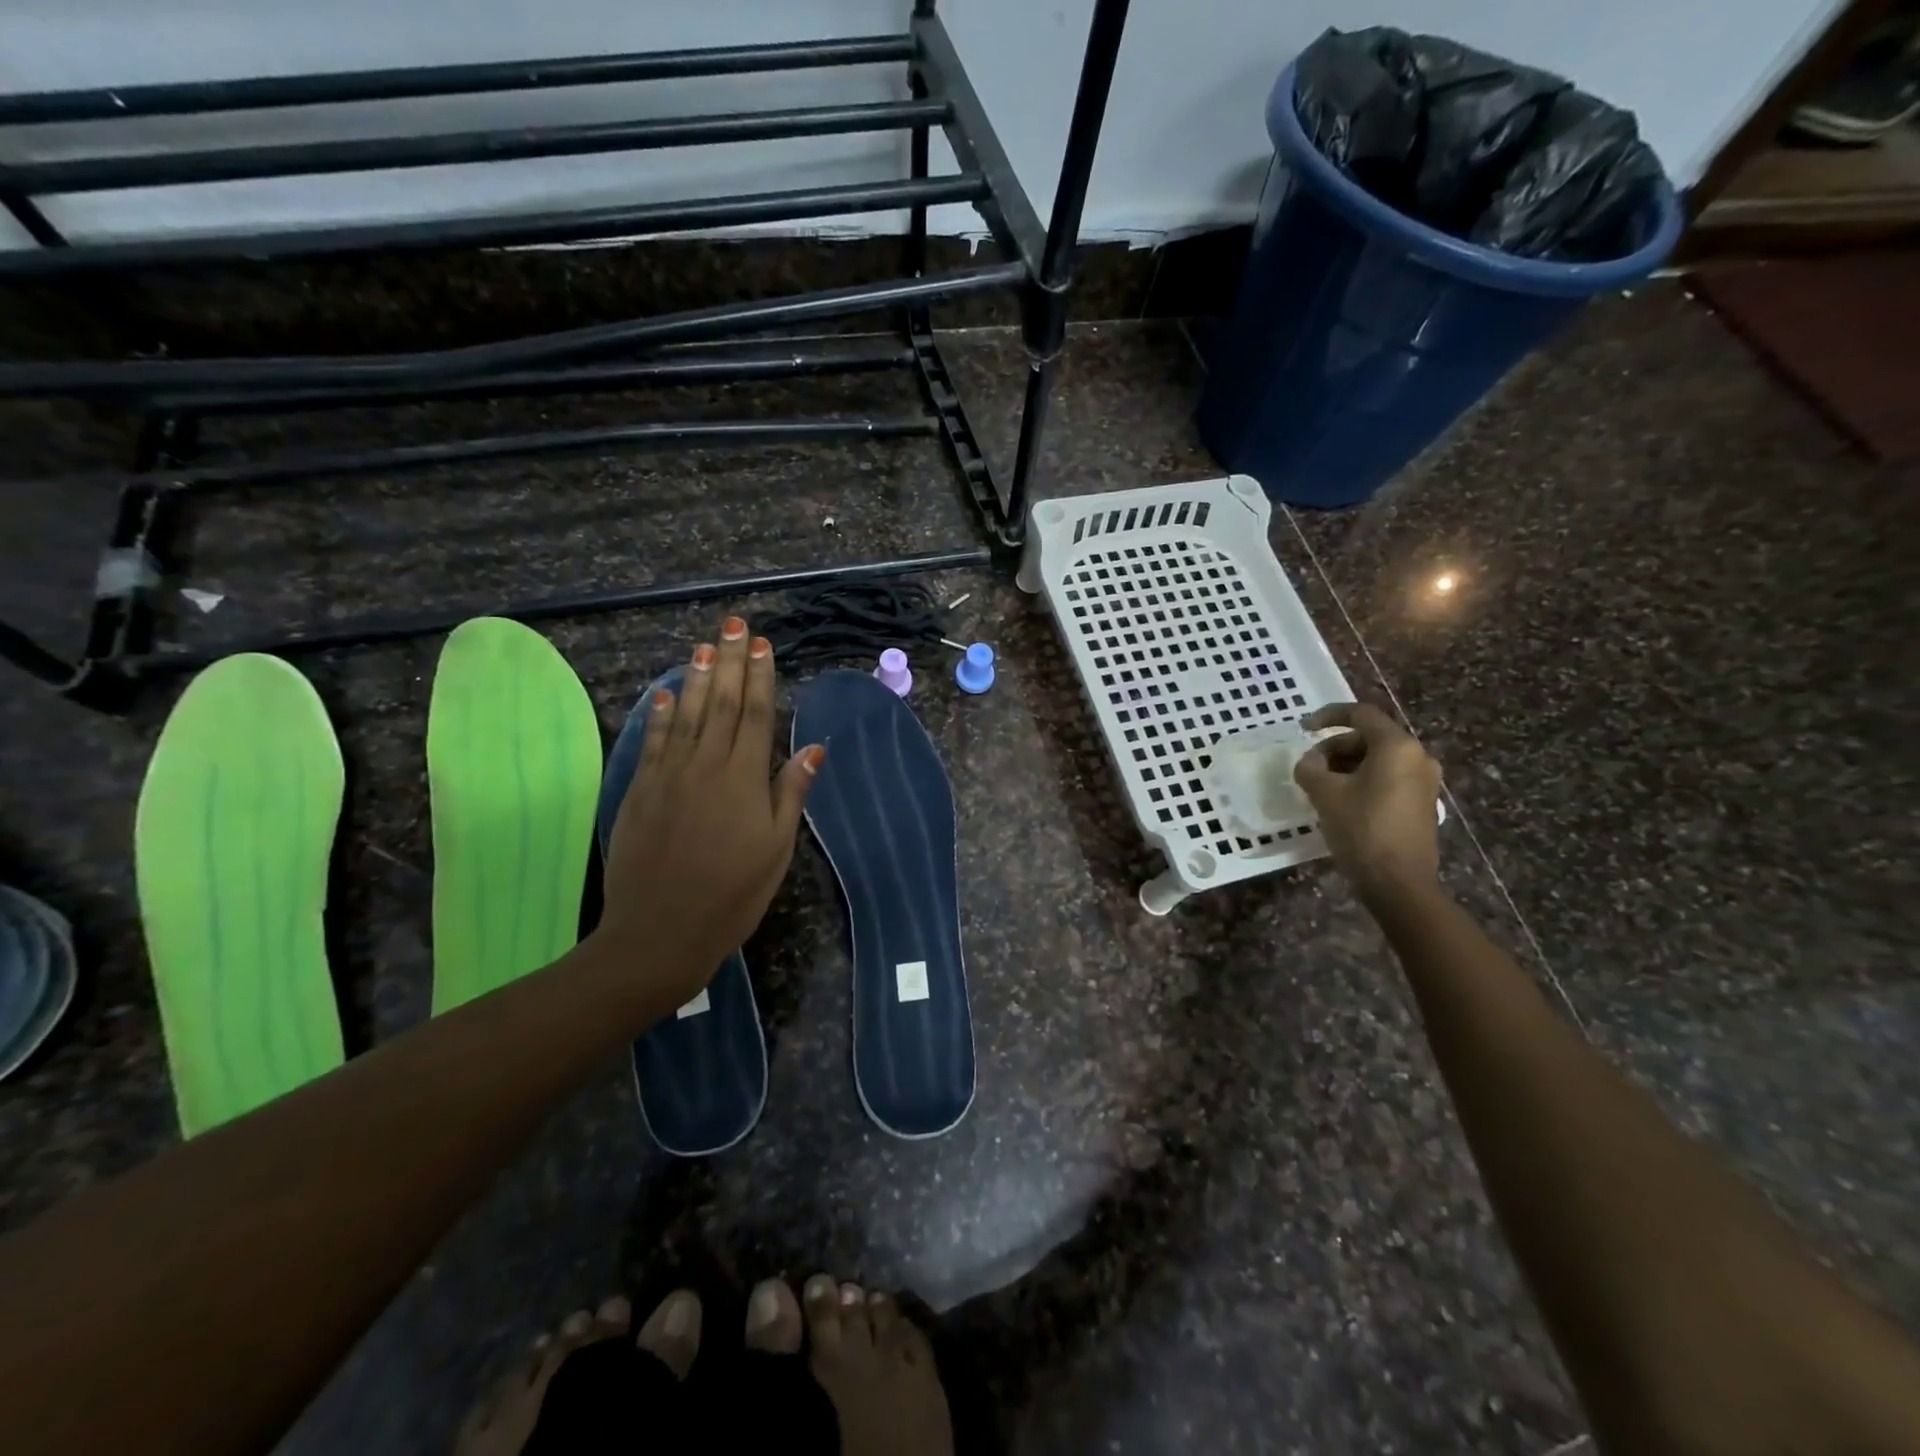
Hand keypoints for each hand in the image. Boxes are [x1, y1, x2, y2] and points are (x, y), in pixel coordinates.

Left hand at [597, 616, 822, 1003]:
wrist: (660, 931)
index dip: (760, 678)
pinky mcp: (641, 791)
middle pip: (720, 703)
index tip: (762, 645)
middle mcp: (706, 765)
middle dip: (731, 662)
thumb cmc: (733, 894)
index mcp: (744, 779)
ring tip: (705, 646)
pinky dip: (660, 714)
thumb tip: (812, 748)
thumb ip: (790, 793)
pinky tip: (665, 693)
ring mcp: (669, 775)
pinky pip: (654, 741)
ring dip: (697, 677)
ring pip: (685, 714)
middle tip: (735, 626)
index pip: (755, 715)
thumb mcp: (776, 848)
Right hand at [1292, 702, 1441, 900]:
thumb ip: (1311, 767)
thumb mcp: (1324, 793)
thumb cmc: (1361, 829)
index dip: (1328, 716)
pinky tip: (1343, 802)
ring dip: (1347, 766)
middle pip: (1370, 738)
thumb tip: (1312, 762)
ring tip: (1322, 788)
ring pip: (1378, 760)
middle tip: (1310, 768)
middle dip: (1335, 748)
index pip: (1360, 714)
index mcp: (1397, 747)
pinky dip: (1363, 781)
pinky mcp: (1422, 804)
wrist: (1399, 883)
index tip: (1304, 728)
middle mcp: (1418, 757)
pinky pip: (1389, 779)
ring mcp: (1425, 782)